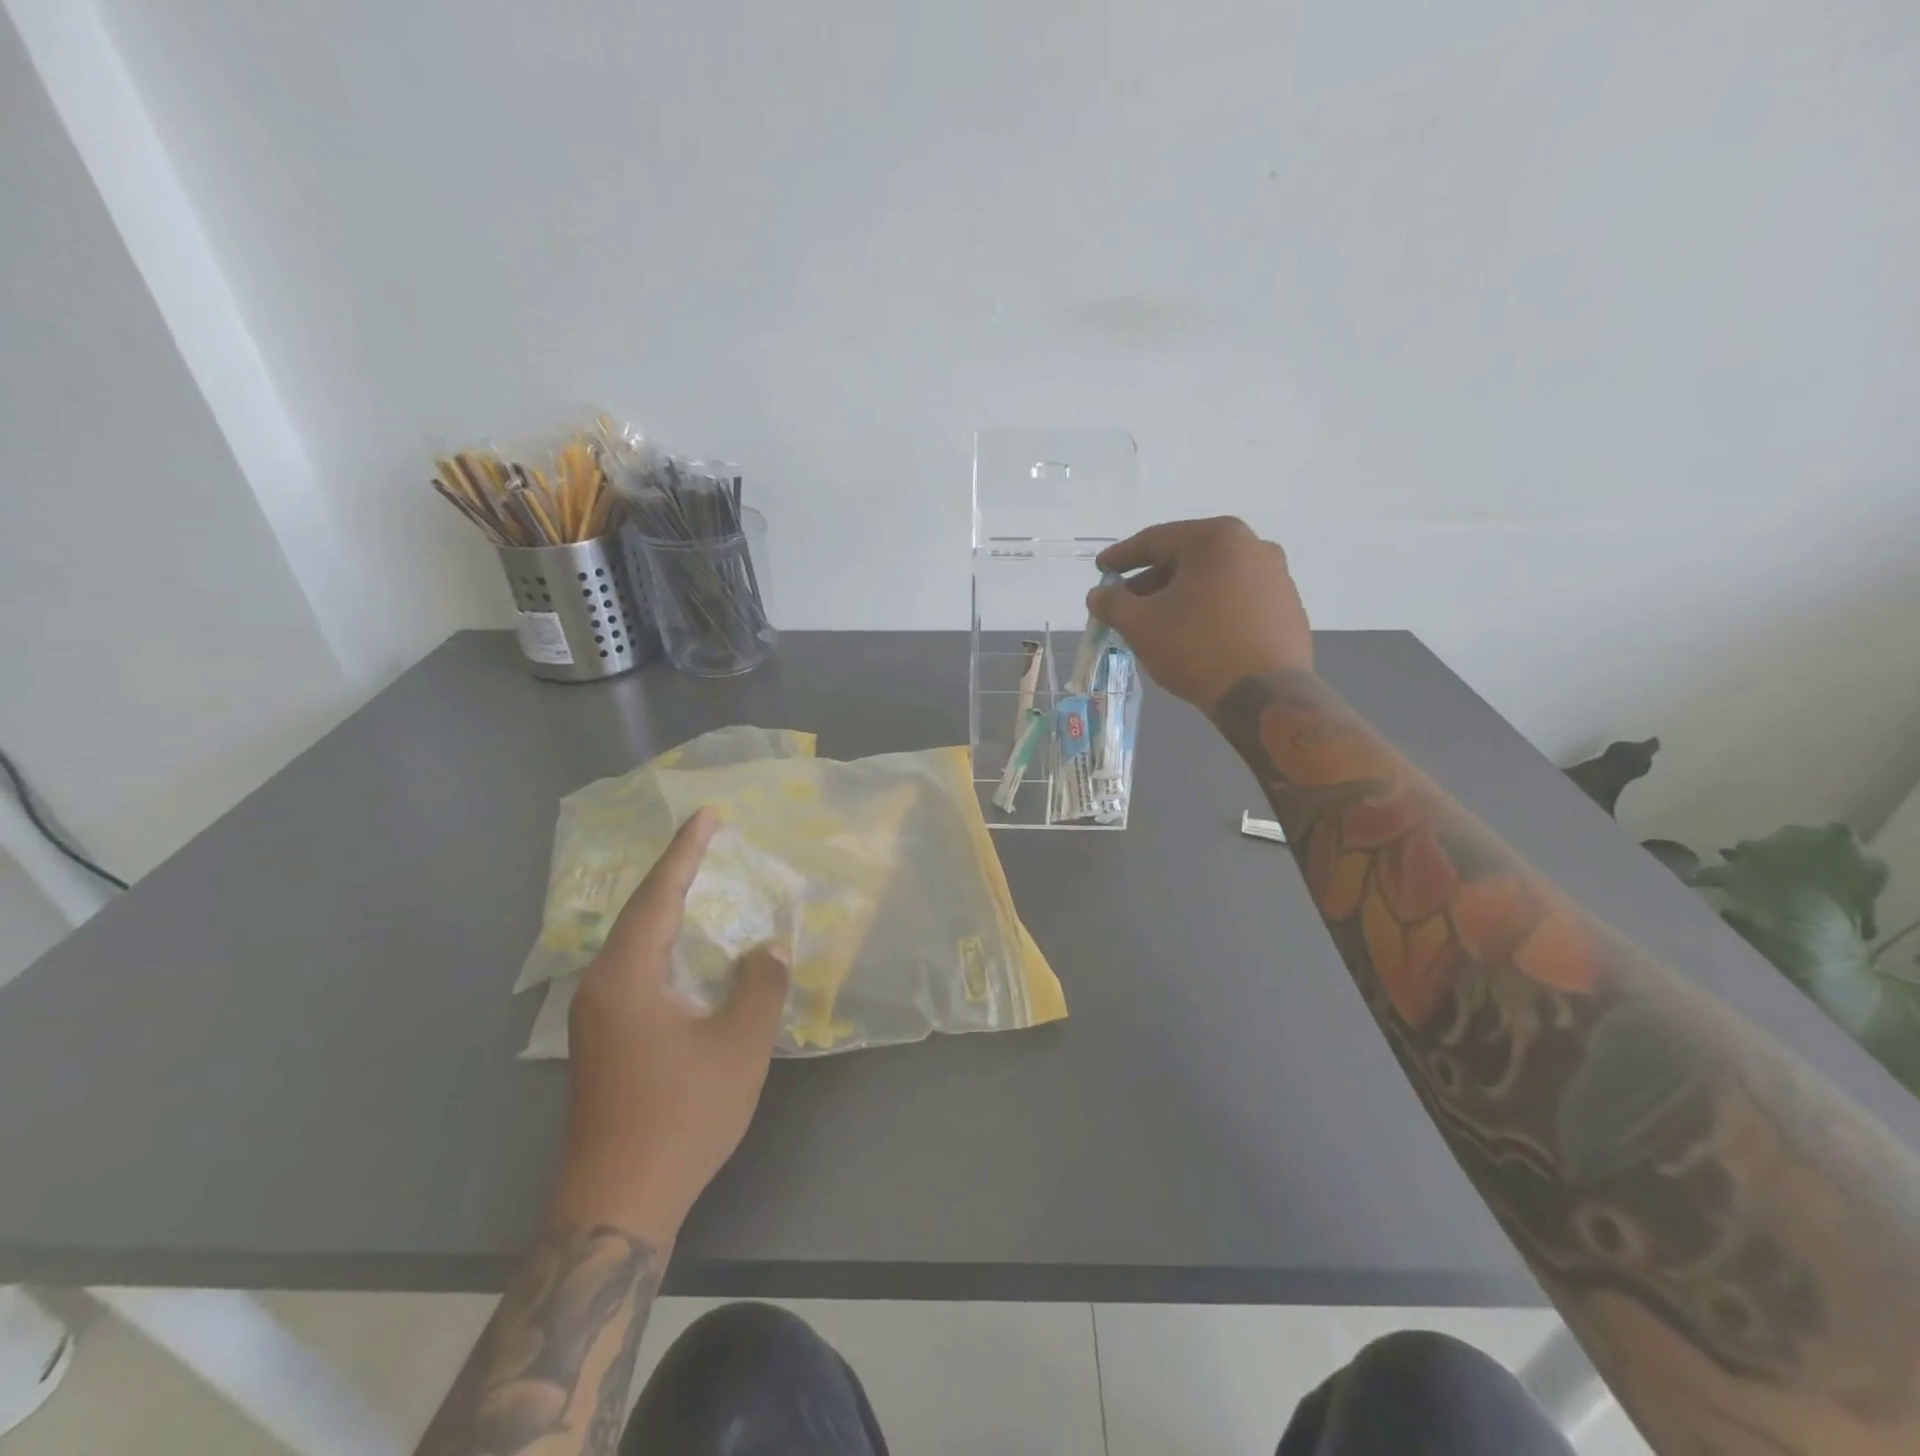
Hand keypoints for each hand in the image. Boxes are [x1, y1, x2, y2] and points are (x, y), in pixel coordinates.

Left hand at [551, 810, 788, 1243]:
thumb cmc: (680, 1115)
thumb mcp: (737, 1046)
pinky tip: (688, 951)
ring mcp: (597, 1016)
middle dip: (676, 872)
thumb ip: (760, 986)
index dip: (686, 852)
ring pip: (635, 942)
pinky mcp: (604, 1040)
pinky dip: (665, 943)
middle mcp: (602, 986)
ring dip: (669, 908)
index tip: (708, 815)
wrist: (617, 1203)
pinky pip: (636, 968)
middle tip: (708, 840)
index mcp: (627, 975)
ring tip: (701, 882)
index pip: (659, 895)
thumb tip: (769, 946)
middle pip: (640, 912)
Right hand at [1087, 517, 1312, 712]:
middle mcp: (1253, 546)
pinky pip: (1236, 601)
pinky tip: (1193, 637)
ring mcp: (1276, 578)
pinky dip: (1209, 611)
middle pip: (1187, 559)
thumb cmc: (1197, 648)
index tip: (1101, 569)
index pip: (1156, 540)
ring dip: (1180, 597)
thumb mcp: (1140, 625)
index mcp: (1216, 539)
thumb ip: (1112, 604)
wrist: (1265, 695)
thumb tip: (1098, 595)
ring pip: (1213, 580)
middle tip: (1125, 602)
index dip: (1122, 557)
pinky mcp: (1287, 609)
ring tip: (1156, 624)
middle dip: (1151, 581)